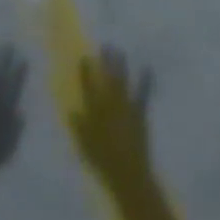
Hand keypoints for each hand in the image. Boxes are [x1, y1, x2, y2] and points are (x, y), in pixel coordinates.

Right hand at [69, 47, 153, 180]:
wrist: (128, 173)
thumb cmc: (103, 161)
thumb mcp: (84, 147)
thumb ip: (78, 128)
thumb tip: (72, 112)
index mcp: (95, 110)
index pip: (89, 85)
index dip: (87, 70)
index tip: (86, 57)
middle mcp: (110, 103)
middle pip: (107, 77)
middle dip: (106, 60)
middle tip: (105, 46)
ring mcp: (126, 106)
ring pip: (123, 80)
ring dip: (121, 65)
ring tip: (119, 51)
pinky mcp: (139, 112)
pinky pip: (143, 93)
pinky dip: (145, 80)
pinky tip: (147, 68)